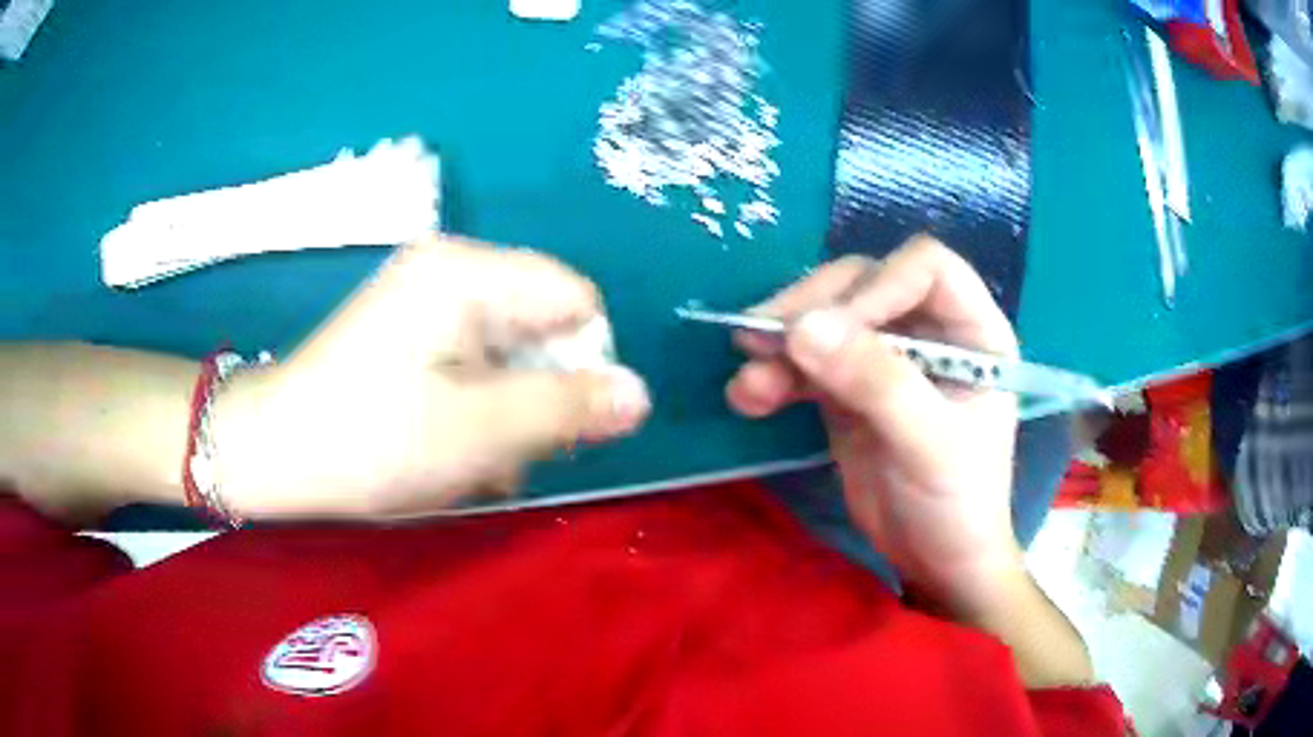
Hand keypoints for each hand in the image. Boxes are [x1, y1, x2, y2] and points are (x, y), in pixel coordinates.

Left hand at [217, 234, 651, 517]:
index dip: (584, 362)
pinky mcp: (409, 331)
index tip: (557, 423)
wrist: (275, 453)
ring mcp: (425, 300)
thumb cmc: (372, 439)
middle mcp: (450, 270)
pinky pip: (473, 362)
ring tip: (473, 459)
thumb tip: (640, 395)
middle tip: (506, 449)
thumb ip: (567, 408)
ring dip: (508, 411)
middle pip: (542, 326)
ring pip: (510, 353)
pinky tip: (451, 447)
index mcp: (467, 273)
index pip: (575, 299)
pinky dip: (477, 407)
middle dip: (539, 394)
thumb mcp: (480, 431)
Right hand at [726, 236, 1022, 617]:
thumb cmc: (958, 503)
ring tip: (747, 385)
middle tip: (760, 338)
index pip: (925, 268)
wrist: (934, 560)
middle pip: (864, 284)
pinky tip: (748, 397)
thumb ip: (876, 383)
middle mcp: (929, 330)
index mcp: (972, 330)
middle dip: (811, 308)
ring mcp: (886, 357)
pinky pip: (807, 363)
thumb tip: (802, 329)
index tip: (826, 327)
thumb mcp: (929, 444)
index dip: (877, 286)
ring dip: (781, 345)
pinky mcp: (850, 388)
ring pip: (827, 320)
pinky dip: (776, 375)